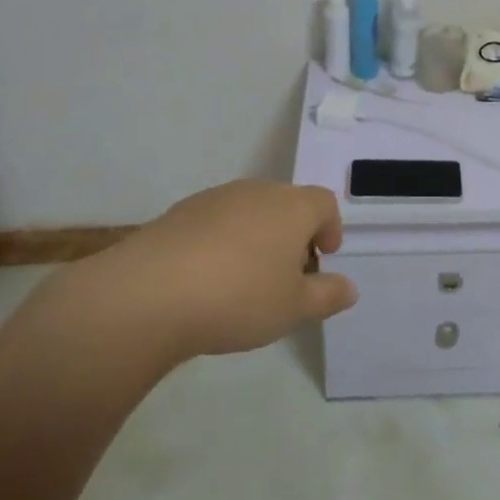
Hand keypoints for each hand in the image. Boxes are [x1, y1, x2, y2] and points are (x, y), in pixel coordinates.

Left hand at [64, 180, 357, 363]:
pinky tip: (208, 279)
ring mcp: (216, 198)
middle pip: (287, 204)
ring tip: (246, 281)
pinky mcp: (180, 212)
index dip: (330, 228)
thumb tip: (349, 287)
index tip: (324, 258)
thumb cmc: (239, 297)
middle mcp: (257, 191)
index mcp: (292, 207)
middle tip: (288, 276)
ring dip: (257, 237)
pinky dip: (222, 242)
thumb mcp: (293, 308)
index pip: (324, 203)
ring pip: (250, 211)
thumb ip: (327, 295)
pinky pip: (215, 222)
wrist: (150, 293)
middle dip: (294, 235)